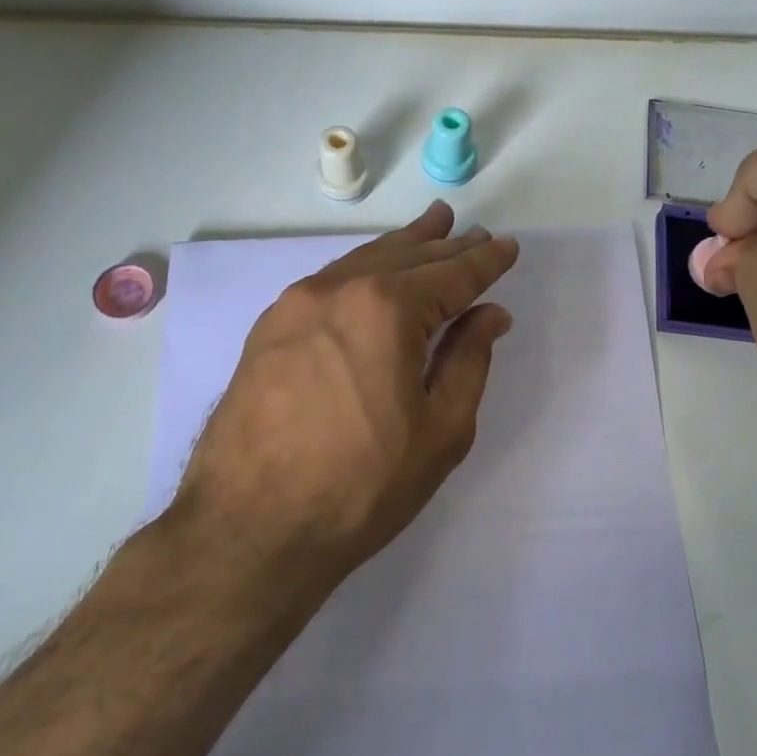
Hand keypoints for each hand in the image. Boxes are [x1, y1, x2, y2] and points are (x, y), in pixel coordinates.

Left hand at [173, 202, 520, 581]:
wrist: (250, 527)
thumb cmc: (361, 485)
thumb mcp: (440, 429)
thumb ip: (468, 360)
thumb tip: (489, 313)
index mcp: (387, 308)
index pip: (450, 275)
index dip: (483, 261)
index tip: (506, 246)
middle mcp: (338, 289)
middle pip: (405, 256)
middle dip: (444, 245)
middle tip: (471, 232)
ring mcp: (294, 305)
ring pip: (362, 262)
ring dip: (402, 247)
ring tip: (430, 228)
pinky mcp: (268, 329)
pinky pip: (328, 283)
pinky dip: (362, 270)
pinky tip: (373, 273)